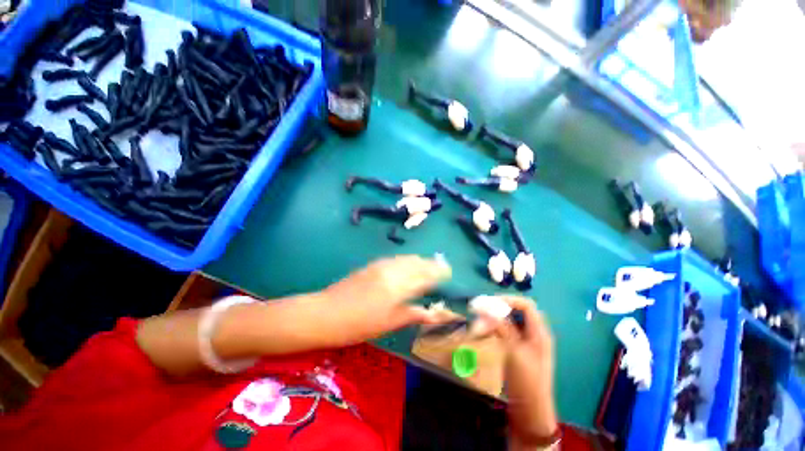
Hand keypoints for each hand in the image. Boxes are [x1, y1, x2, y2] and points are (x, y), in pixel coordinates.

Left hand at [320, 255, 451, 345]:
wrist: (326, 313)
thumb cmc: (359, 325)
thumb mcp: (389, 324)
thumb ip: (413, 315)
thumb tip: (434, 314)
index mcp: (399, 287)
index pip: (425, 275)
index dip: (439, 273)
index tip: (448, 272)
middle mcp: (393, 271)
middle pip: (418, 263)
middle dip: (432, 264)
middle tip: (441, 268)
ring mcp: (382, 265)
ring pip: (407, 258)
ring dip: (420, 260)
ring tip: (428, 265)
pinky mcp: (373, 264)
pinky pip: (396, 258)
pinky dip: (407, 260)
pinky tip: (408, 265)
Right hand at [491, 297, 557, 448]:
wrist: (530, 411)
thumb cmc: (526, 380)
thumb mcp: (514, 352)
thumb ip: (502, 328)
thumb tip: (485, 308)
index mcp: (539, 332)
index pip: (526, 305)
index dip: (508, 300)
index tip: (489, 302)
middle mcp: (534, 334)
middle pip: (517, 311)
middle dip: (499, 308)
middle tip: (481, 309)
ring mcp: (526, 342)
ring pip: (510, 321)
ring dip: (495, 318)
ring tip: (480, 319)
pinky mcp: (517, 350)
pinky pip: (506, 332)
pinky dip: (495, 328)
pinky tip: (484, 331)